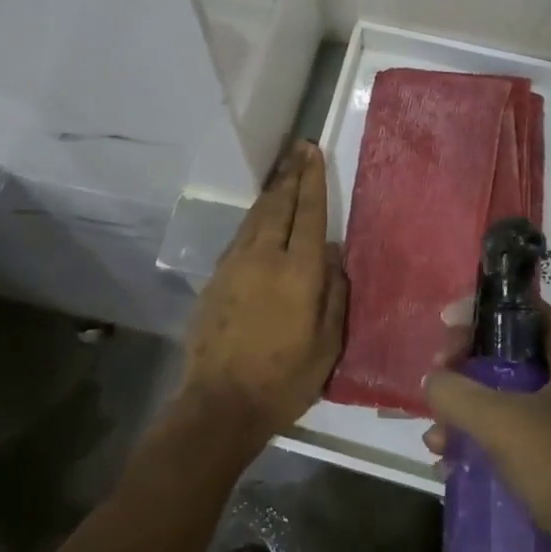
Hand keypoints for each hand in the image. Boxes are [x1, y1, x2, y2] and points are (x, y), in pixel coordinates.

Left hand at [181, 142, 345, 449]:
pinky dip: (255, 216)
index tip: (313, 152)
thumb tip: (334, 254)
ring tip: (282, 171)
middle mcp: (265, 256)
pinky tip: (260, 214)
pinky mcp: (216, 277)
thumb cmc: (284, 380)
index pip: (309, 213)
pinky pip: (241, 234)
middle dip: (290, 174)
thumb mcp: (327, 345)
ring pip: (256, 216)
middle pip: (279, 204)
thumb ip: (334, 293)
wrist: (219, 403)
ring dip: (271, 191)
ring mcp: (235, 264)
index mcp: (299, 271)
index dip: (312, 180)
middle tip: (298, 148)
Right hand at [423, 302, 550, 551]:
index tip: (443, 328)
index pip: (521, 309)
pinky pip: (512, 439)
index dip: (479, 312)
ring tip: (435, 437)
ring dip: (466, 413)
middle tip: (435, 382)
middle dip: (465, 368)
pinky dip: (481, 445)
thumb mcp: (503, 423)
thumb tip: (432, 382)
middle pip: (507, 353)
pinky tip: (450, 466)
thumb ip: (458, 393)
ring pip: (505, 399)